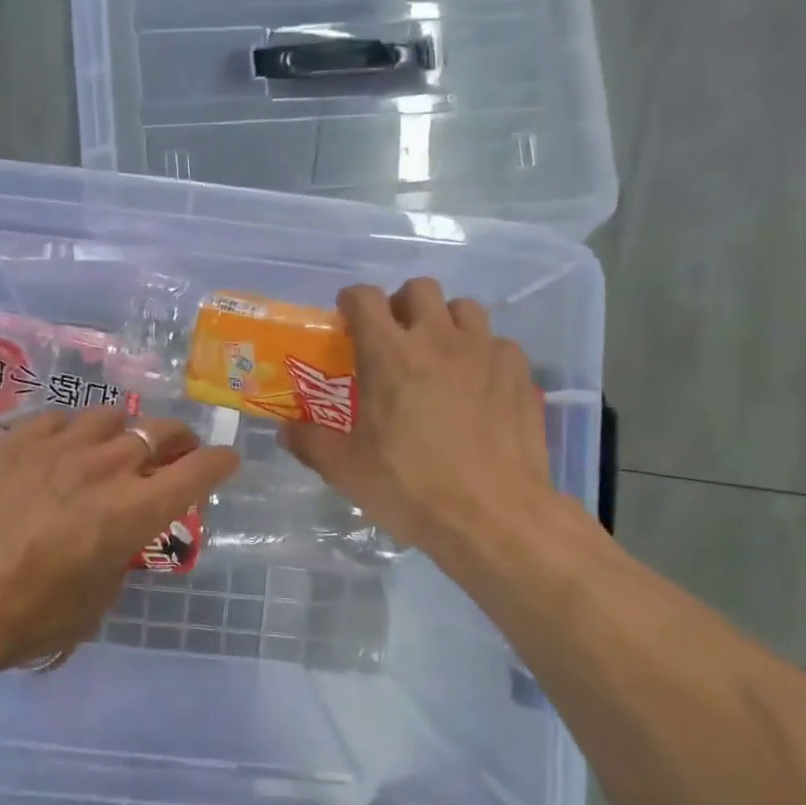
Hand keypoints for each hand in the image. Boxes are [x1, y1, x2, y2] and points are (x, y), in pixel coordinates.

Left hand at [0, 409, 239, 671]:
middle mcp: (108, 466)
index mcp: (136, 509)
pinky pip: (60, 418)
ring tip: (114, 446)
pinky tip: (62, 446)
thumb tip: (114, 537)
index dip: (221, 462)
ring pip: (111, 416)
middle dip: (179, 441)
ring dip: (125, 431)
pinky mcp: (18, 439)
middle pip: (162, 432)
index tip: (227, 461)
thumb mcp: (96, 601)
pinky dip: (73, 430)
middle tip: (176, 452)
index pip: (199, 470)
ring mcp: (61, 445)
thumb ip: (118, 556)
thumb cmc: (29, 616)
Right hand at [279, 279, 553, 554]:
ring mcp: (485, 352)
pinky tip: (479, 385)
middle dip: (402, 304)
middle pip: (419, 288)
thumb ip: (310, 442)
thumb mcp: (346, 470)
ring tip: (440, 355)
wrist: (493, 516)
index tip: (348, 319)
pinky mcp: (520, 374)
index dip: (352, 301)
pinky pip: (499, 343)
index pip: (365, 298)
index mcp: (389, 354)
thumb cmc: (410, 488)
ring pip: (465, 308)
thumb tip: (285, 430)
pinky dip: (484, 354)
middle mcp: (438, 339)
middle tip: (395, 338)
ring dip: (446, 322)